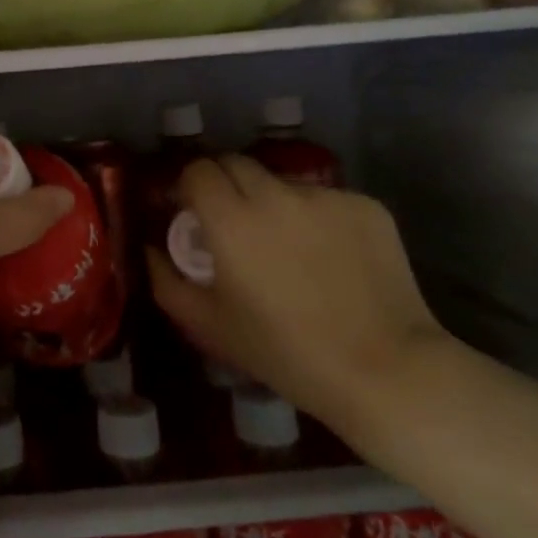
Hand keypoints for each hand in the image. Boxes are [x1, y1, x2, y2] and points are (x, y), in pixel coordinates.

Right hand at [146, 156, 448, 434]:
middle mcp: (275, 194)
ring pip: (282, 183)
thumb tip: (149, 249)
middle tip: (234, 225)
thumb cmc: (287, 354)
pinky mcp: (366, 206)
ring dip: (273, 203)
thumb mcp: (212, 326)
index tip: (192, 213)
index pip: (197, 170)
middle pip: (236, 164)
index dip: (190, 187)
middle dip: (227, 186)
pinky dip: (317, 219)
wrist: (388, 373)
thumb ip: (166, 281)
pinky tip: (332, 259)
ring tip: (289, 248)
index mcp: (231, 219)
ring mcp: (325, 196)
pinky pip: (326, 200)